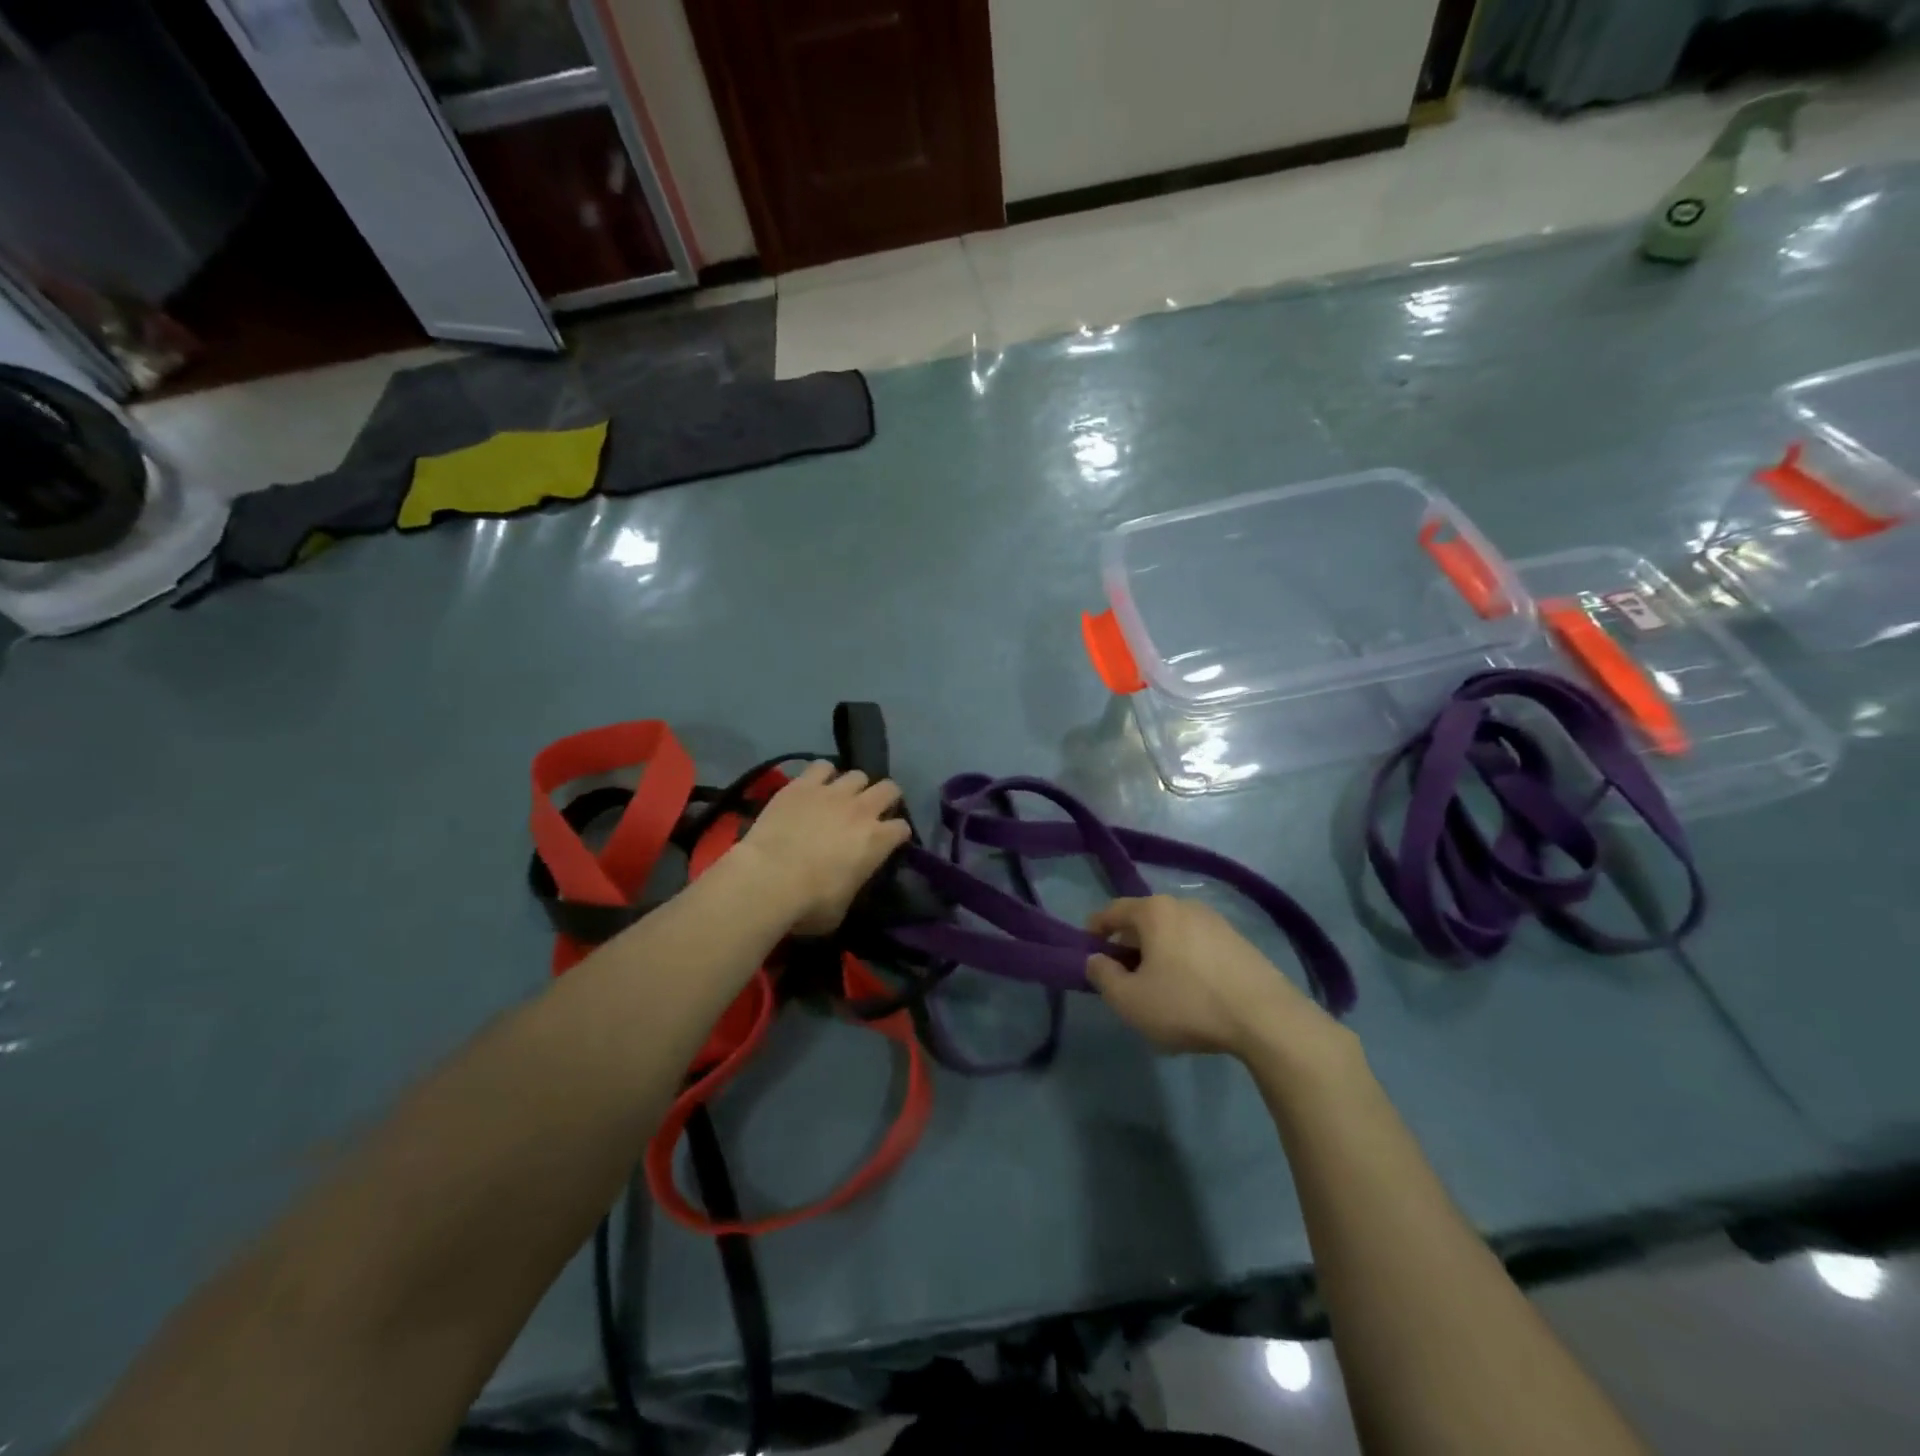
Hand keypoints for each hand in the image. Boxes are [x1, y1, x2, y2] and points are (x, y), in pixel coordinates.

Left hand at [737, 762, 913, 935]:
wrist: (768, 879)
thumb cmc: (809, 904)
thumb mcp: (843, 907)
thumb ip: (853, 884)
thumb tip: (848, 880)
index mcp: (878, 841)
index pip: (902, 828)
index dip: (897, 835)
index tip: (889, 842)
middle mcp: (862, 810)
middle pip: (889, 789)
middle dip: (885, 798)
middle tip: (871, 812)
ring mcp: (832, 792)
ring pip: (857, 774)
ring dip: (853, 786)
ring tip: (841, 798)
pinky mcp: (802, 784)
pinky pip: (821, 767)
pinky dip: (822, 775)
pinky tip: (814, 786)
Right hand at [1086, 895, 1340, 1059]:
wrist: (1266, 1018)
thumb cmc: (1187, 1004)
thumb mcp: (1130, 1001)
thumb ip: (1103, 977)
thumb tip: (1096, 960)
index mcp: (1153, 911)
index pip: (1112, 911)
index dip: (1094, 930)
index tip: (1087, 951)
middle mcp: (1183, 905)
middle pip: (1144, 920)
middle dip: (1128, 944)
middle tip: (1123, 976)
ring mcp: (1215, 921)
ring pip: (1173, 932)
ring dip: (1158, 953)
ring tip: (1158, 987)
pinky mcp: (1239, 941)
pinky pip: (1198, 944)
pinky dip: (1185, 959)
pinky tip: (1192, 991)